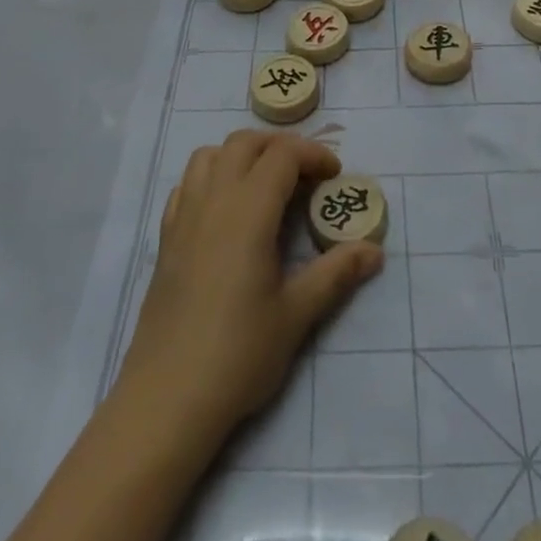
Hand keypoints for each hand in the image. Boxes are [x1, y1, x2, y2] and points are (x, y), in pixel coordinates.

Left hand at [115, 131, 383, 445]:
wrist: (166, 398)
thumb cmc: (238, 354)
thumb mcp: (296, 315)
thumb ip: (335, 274)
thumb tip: (375, 251)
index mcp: (248, 212)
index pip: (282, 155)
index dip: (313, 155)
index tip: (335, 177)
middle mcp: (214, 201)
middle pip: (245, 142)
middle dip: (280, 147)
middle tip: (306, 175)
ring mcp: (184, 217)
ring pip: (210, 155)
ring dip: (242, 155)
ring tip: (266, 184)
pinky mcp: (166, 238)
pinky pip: (187, 184)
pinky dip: (211, 177)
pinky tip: (226, 210)